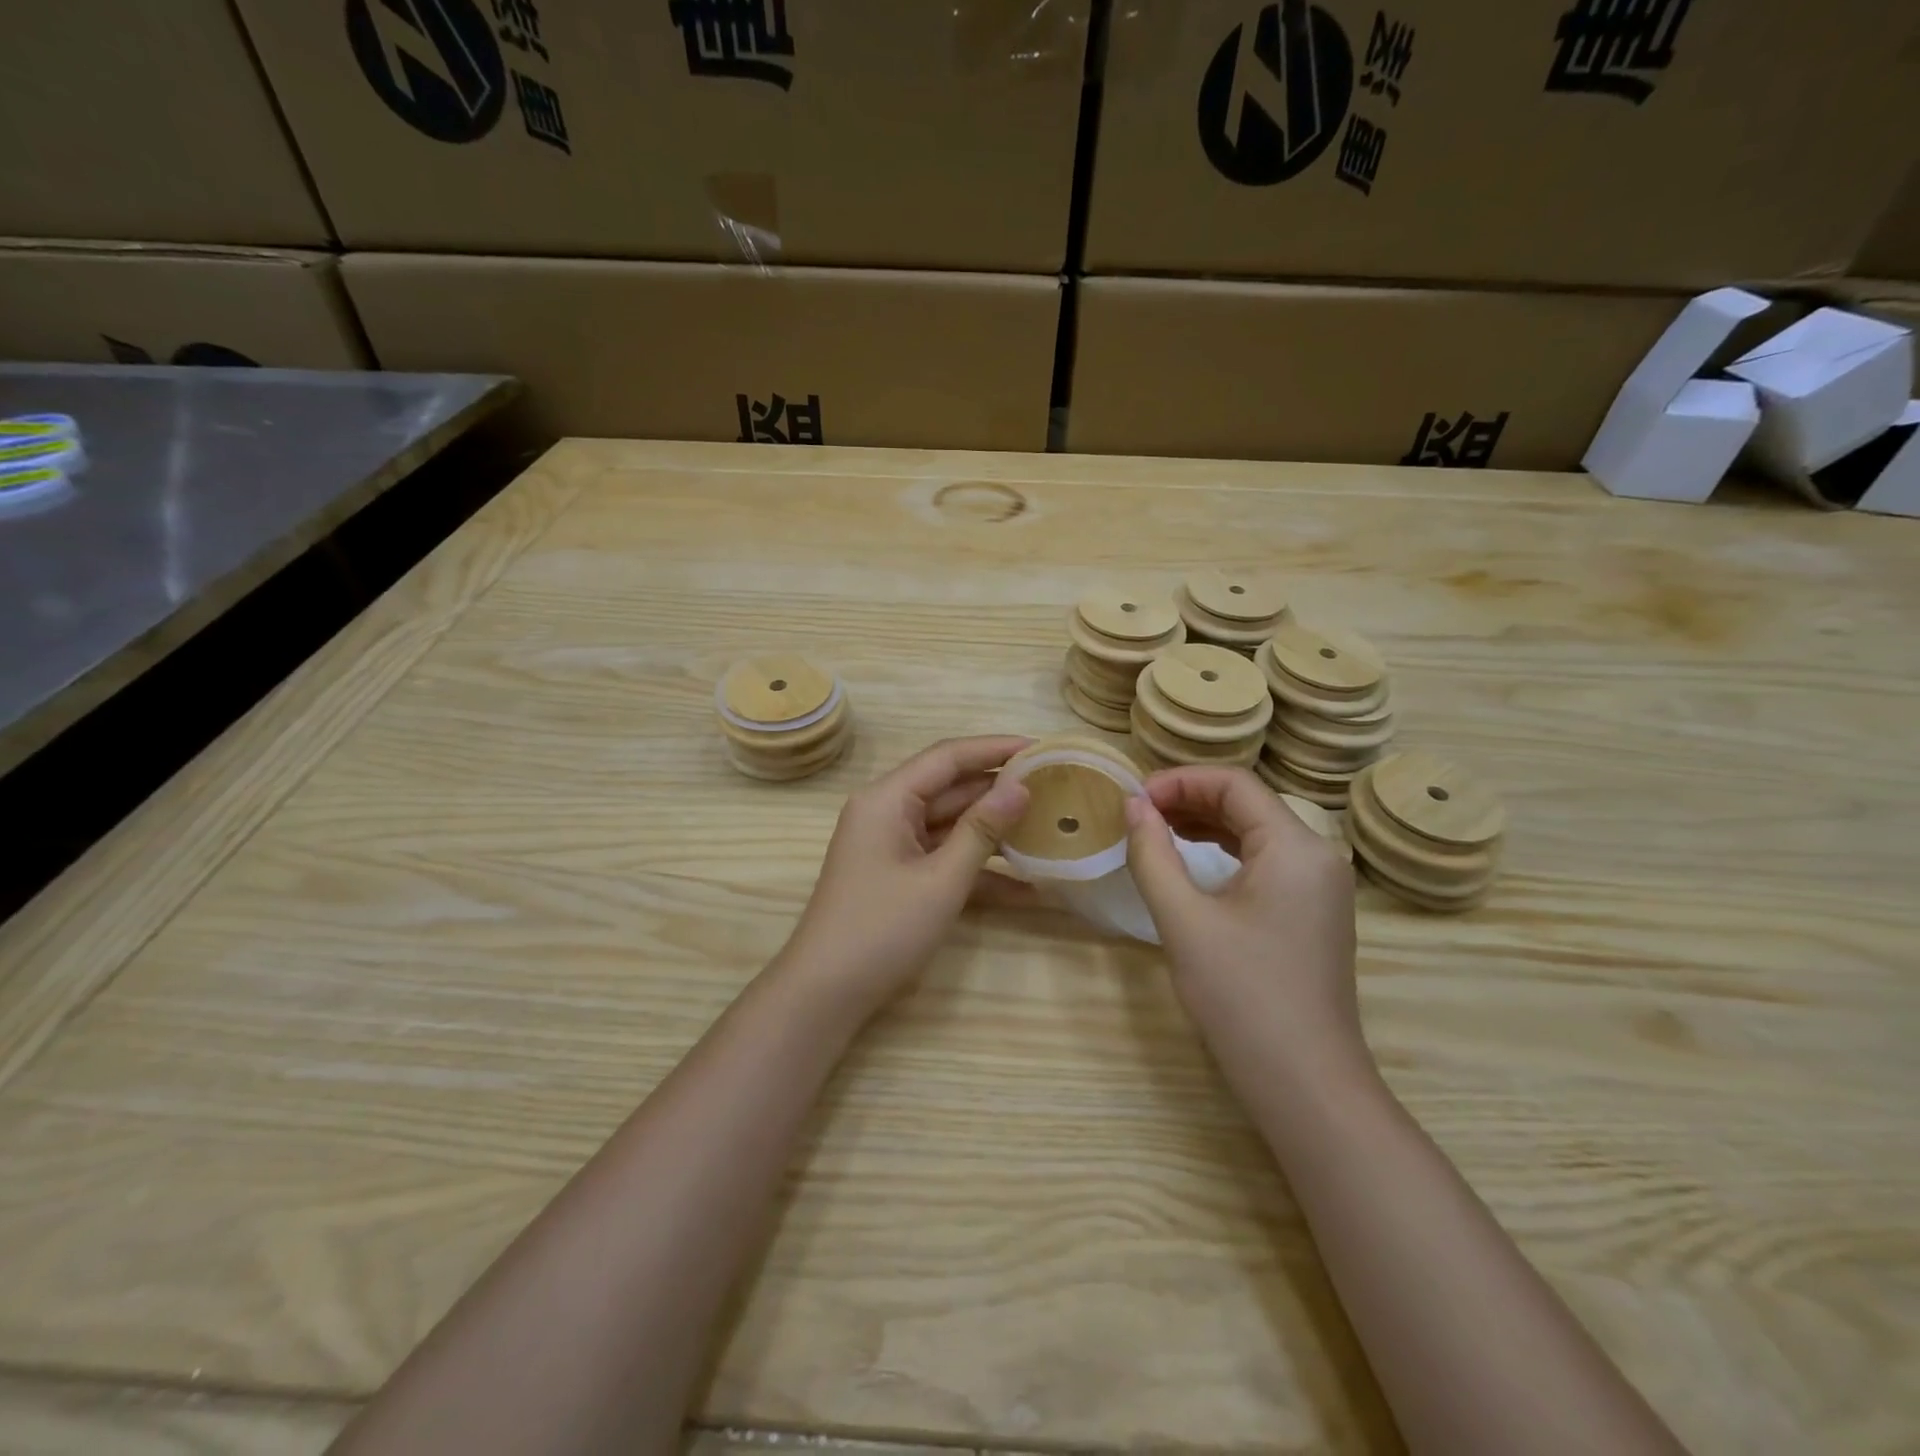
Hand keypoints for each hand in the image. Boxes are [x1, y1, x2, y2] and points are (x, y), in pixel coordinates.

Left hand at [779, 736, 1032, 1009]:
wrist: (826, 994)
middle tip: (1055, 788)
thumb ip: (982, 830)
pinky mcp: (900, 875)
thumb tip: (1021, 787)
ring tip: (1049, 828)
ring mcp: (893, 845)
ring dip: (994, 831)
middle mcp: (888, 812)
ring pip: (952, 824)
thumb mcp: (941, 880)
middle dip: (1000, 790)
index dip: (995, 748)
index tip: (1043, 748)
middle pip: (951, 788)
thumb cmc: (882, 929)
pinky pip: (944, 858)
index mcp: (887, 799)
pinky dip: (978, 870)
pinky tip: (1027, 888)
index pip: (948, 757)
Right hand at [1124, 767, 1368, 1079]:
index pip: (1234, 784)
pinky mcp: (1312, 912)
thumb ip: (1153, 854)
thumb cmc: (1242, 997)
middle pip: (1247, 803)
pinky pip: (1265, 862)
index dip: (1178, 781)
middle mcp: (1317, 855)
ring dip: (1204, 824)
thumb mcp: (1184, 920)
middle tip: (1136, 814)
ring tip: (1153, 830)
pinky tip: (1189, 861)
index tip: (1133, 799)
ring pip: (1255, 832)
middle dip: (1188, 799)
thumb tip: (1133, 806)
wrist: (1305, 1084)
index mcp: (1295, 847)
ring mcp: (1320, 886)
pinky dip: (1224, 852)